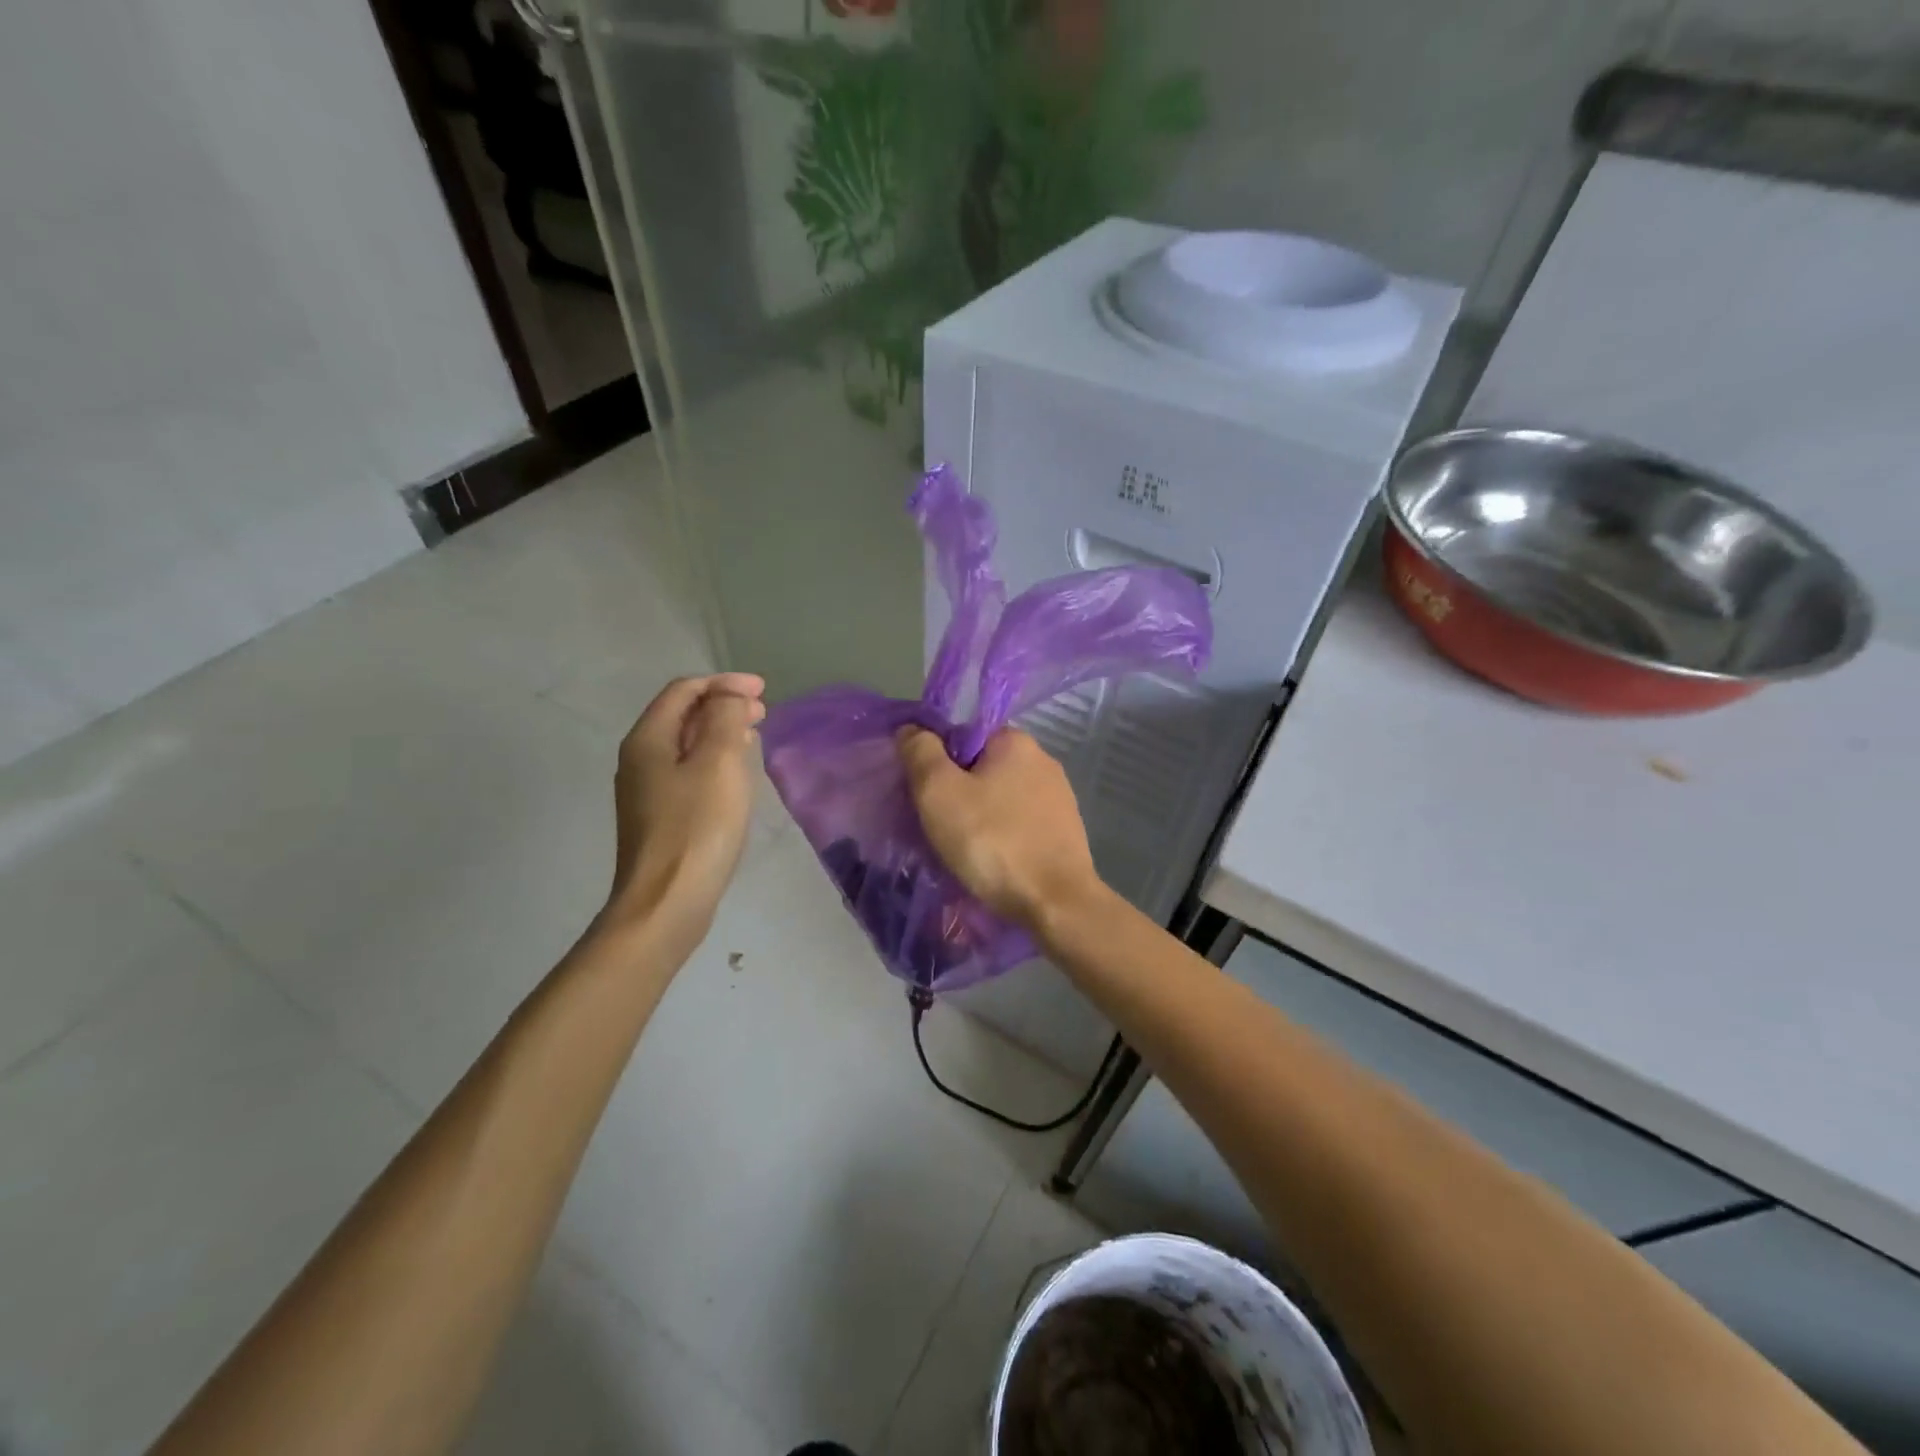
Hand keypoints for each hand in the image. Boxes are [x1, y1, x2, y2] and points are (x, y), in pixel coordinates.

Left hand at [606, 673, 766, 939]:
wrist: (666, 903)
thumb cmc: (697, 828)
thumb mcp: (719, 763)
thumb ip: (725, 719)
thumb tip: (727, 696)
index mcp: (648, 740)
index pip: (684, 690)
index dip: (723, 683)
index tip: (762, 690)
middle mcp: (639, 759)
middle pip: (682, 715)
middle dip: (722, 705)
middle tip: (762, 711)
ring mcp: (647, 791)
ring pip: (686, 745)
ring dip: (719, 732)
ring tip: (753, 735)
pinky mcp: (660, 817)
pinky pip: (688, 771)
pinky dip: (714, 759)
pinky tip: (735, 774)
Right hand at [897, 727, 1101, 931]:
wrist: (1055, 903)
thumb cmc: (992, 841)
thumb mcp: (939, 792)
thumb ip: (920, 753)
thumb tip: (912, 729)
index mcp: (1015, 741)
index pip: (961, 736)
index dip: (934, 763)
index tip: (922, 796)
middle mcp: (1043, 760)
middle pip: (980, 768)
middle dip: (955, 794)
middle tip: (935, 827)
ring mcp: (1058, 798)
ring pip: (999, 799)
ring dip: (978, 819)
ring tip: (960, 851)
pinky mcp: (1064, 831)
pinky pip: (1019, 825)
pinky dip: (1001, 838)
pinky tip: (990, 862)